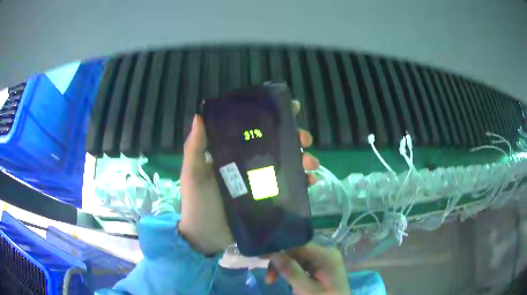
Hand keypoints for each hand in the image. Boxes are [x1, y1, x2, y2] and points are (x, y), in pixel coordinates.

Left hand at [178, 101, 318, 254]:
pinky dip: (301, 182)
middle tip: (305, 140)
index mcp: (232, 153)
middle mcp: (249, 164)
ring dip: (303, 160)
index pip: (254, 129)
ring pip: (286, 165)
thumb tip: (199, 115)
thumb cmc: (197, 203)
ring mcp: (260, 182)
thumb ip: (195, 148)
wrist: (205, 237)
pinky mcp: (268, 200)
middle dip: (295, 139)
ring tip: (312, 164)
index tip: (291, 108)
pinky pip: (288, 188)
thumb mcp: (193, 173)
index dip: (273, 117)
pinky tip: (310, 182)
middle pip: (276, 145)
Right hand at [266, 242, 349, 294]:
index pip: (297, 245)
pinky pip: (301, 263)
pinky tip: (286, 280)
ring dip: (283, 268)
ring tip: (272, 281)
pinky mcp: (321, 266)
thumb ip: (291, 271)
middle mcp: (325, 252)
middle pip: (296, 251)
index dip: (278, 248)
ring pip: (296, 257)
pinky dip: (291, 271)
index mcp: (325, 255)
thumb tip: (273, 253)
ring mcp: (323, 259)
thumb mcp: (306, 289)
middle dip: (279, 263)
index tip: (260, 256)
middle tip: (268, 279)